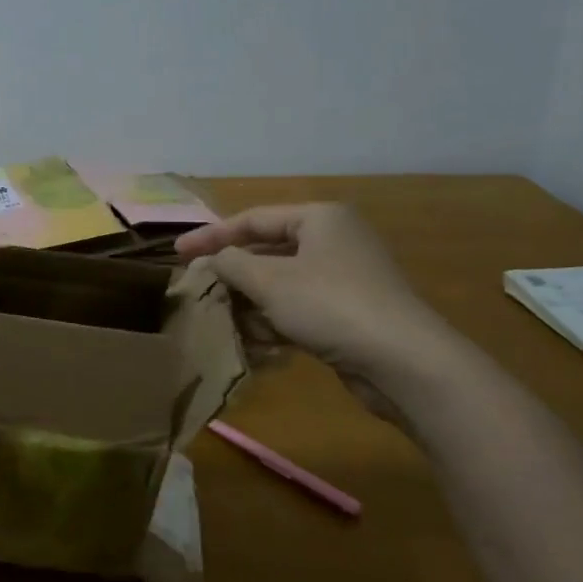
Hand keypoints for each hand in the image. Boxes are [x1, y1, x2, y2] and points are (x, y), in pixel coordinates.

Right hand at [176, 204, 454, 423]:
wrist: (404, 363)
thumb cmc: (331, 306)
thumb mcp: (270, 281)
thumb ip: (232, 264)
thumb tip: (214, 260)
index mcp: (319, 218)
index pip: (253, 220)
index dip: (211, 236)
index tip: (178, 253)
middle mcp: (333, 242)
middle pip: (267, 252)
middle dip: (233, 275)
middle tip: (199, 290)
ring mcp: (343, 279)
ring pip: (281, 285)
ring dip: (251, 304)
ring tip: (222, 321)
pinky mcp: (348, 313)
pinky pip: (299, 309)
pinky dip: (276, 322)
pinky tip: (256, 343)